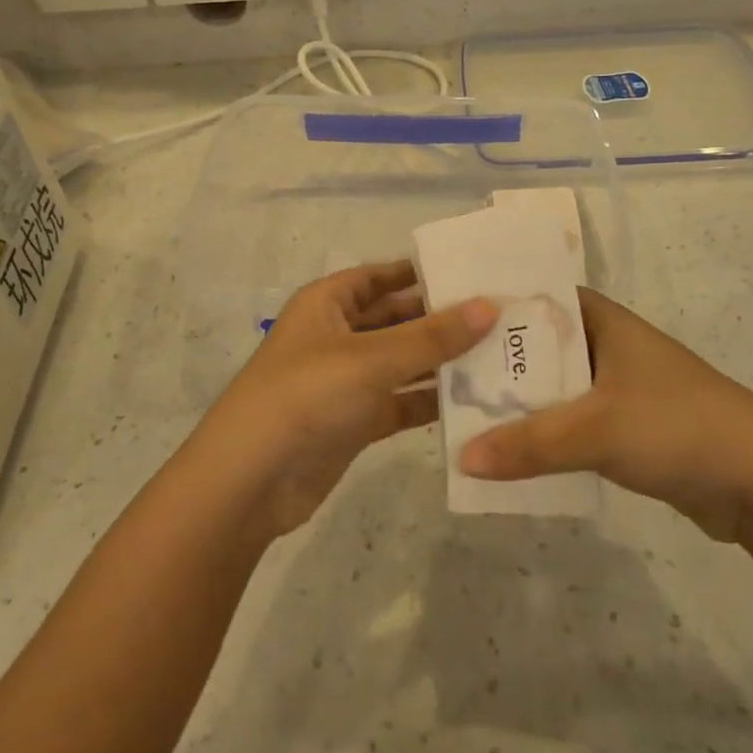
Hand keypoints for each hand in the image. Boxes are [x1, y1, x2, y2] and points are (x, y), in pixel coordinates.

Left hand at [192, 262, 496, 540]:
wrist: (250, 481)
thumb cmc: (306, 396)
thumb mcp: (371, 359)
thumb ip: (432, 336)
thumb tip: (490, 306)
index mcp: (328, 303)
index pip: (382, 275)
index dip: (422, 272)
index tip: (474, 271)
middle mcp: (338, 335)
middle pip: (397, 318)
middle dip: (442, 318)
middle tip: (501, 315)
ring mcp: (347, 380)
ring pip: (403, 362)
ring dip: (442, 361)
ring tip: (501, 355)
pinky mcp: (356, 421)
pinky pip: (401, 402)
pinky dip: (430, 402)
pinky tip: (476, 401)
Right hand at [457, 288, 752, 541]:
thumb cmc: (676, 426)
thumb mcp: (595, 430)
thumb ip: (528, 444)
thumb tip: (462, 457)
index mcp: (601, 319)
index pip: (533, 297)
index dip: (490, 306)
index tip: (444, 319)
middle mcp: (605, 344)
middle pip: (536, 345)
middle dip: (495, 362)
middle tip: (441, 375)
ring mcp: (615, 386)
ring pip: (551, 387)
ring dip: (516, 403)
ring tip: (461, 414)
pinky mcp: (623, 426)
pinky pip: (568, 422)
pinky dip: (541, 433)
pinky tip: (506, 451)